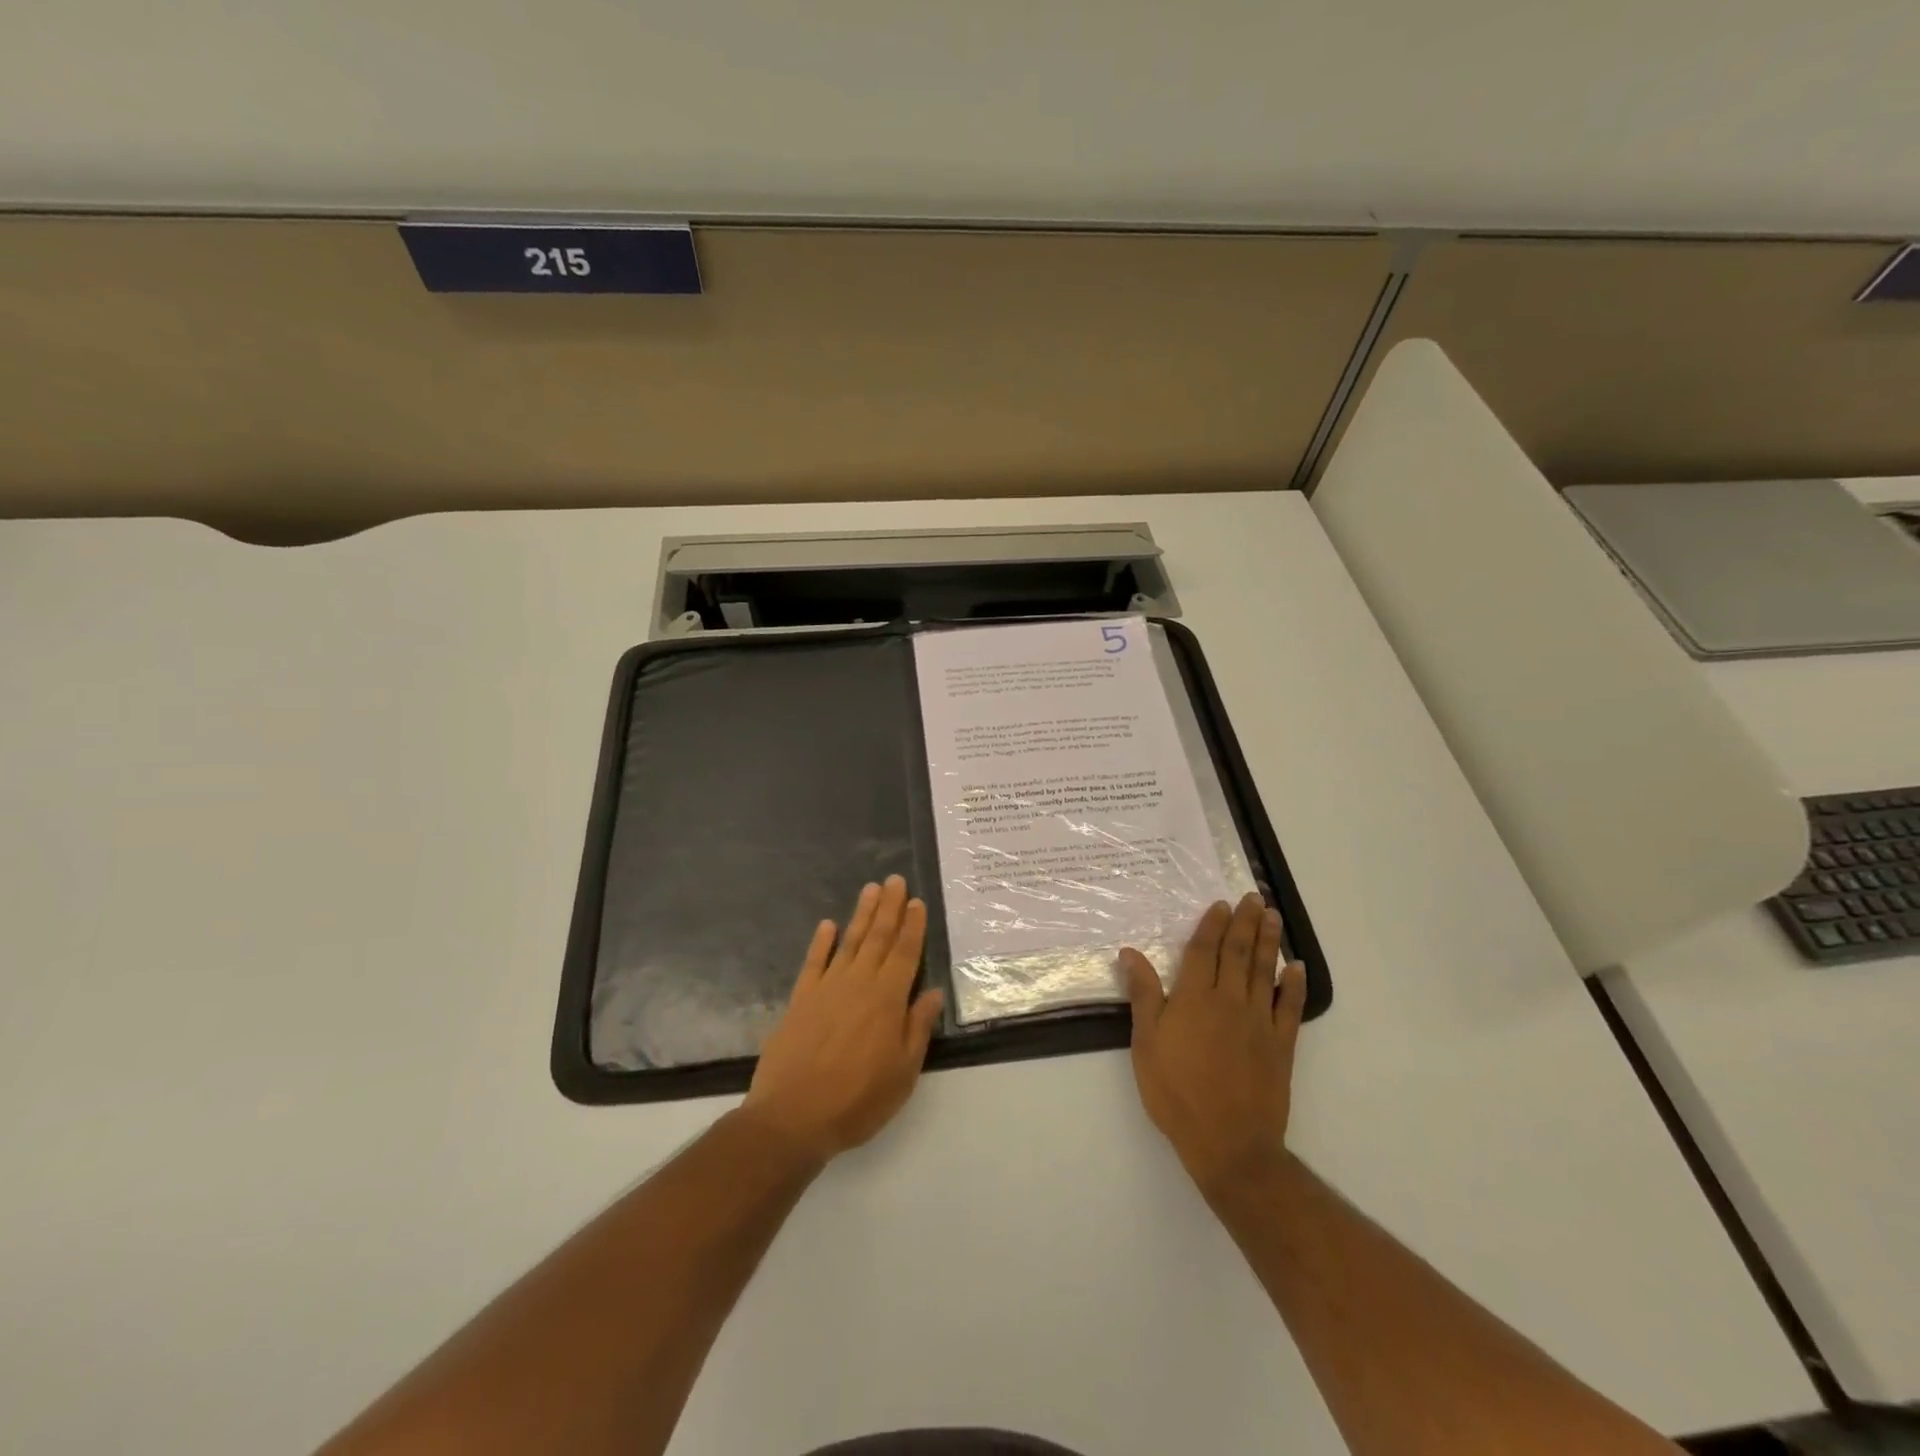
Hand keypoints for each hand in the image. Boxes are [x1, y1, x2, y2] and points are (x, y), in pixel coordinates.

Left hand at [741, 876, 945, 1165]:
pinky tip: (827, 924)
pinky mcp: (800, 1000)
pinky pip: (813, 962)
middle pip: (877, 938)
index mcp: (887, 1000)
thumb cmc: (857, 1100)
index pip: (905, 953)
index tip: (917, 901)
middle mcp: (858, 984)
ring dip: (861, 914)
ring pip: (848, 942)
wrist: (792, 1118)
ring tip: (870, 889)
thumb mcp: (902, 1073)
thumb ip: (917, 1028)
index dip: (913, 926)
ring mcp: (826, 988)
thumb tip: (933, 992)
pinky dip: (821, 942)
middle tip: (894, 879)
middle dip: (889, 907)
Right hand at [1121, 893, 1306, 1199]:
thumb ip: (1142, 995)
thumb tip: (1129, 952)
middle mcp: (1229, 1001)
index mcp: (1194, 998)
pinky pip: (1290, 1007)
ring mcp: (1259, 1022)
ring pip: (1264, 971)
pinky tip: (1296, 967)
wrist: (1228, 1142)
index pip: (1204, 952)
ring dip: (1268, 941)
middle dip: (1244, 923)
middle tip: (1252, 897)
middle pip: (1238, 953)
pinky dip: (1294, 985)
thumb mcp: (1146, 1043)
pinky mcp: (1281, 1045)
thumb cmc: (1176, 1091)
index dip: (1211, 926)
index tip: (1220, 904)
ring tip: (1272, 916)